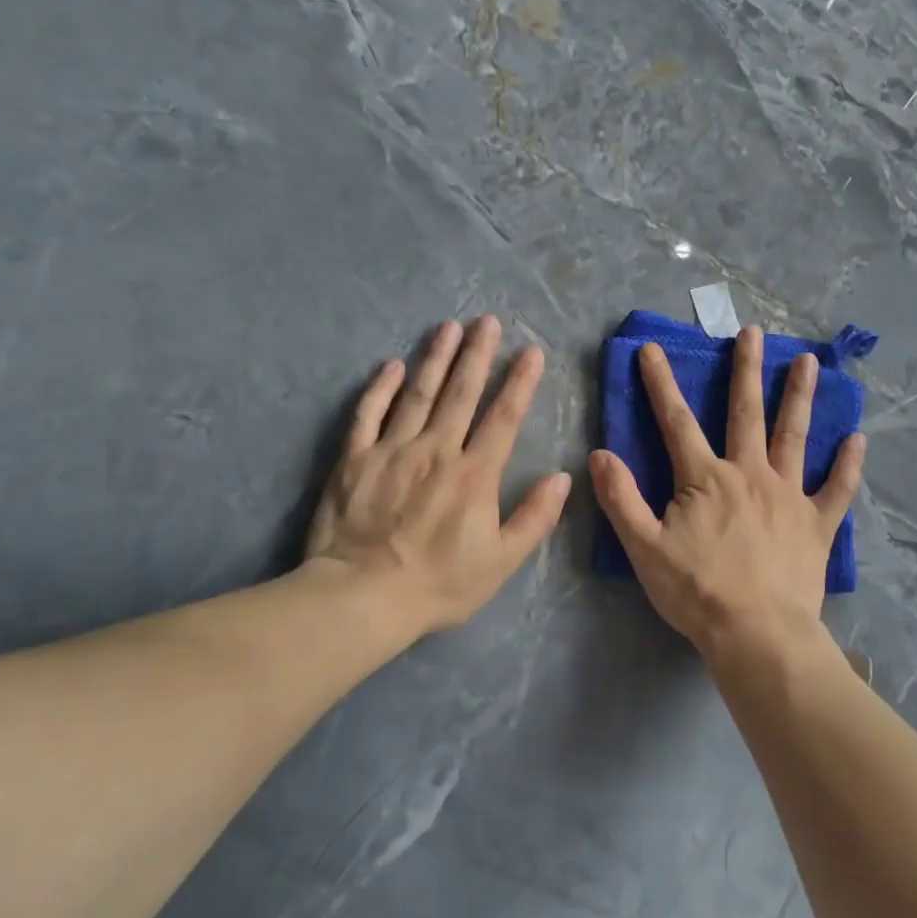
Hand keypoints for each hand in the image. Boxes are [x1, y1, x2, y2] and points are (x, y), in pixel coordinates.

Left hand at [306, 317, 570, 636]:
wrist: (362, 597)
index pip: (503, 418)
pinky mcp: (354, 459)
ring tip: (449, 327)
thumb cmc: (438, 584)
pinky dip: (380, 388)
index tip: (532, 352)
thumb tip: (562, 478)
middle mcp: (436, 450)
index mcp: (474, 474)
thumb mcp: (501, 562)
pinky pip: (368, 414)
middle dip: (478, 354)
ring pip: (418, 393)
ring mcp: (392, 450)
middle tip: (488, 320)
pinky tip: (391, 365)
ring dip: (436, 358)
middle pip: (461, 393)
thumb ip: (535, 518)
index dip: (520, 383)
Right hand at [588, 326, 864, 663]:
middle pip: (746, 413)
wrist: (757, 634)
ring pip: (794, 437)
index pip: (676, 422)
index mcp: (705, 479)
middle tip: (753, 333)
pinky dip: (848, 465)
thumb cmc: (696, 592)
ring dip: (800, 397)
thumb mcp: (644, 548)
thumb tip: (599, 454)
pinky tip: (857, 439)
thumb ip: (621, 498)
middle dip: (746, 370)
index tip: (652, 349)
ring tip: (808, 363)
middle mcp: (750, 474)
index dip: (660, 384)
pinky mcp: (817, 524)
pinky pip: (837, 489)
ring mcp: (789, 496)